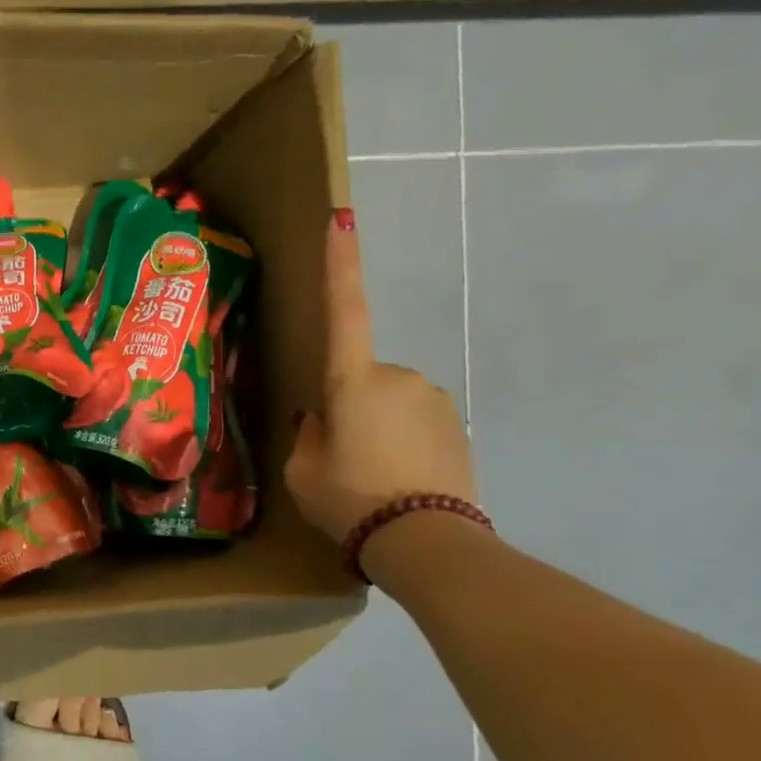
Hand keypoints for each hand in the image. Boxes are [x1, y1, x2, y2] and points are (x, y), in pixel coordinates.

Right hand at [285, 211, 475, 543]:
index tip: (341, 219)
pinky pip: (414, 423)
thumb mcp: (303, 471)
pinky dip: (401, 444)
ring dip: (376, 428)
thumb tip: (323, 420)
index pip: (344, 310)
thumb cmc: (349, 498)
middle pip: (360, 379)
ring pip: (389, 402)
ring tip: (370, 477)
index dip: (340, 265)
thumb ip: (309, 435)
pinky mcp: (457, 425)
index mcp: (352, 381)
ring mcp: (434, 399)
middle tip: (339, 458)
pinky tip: (397, 480)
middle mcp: (398, 376)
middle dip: (348, 407)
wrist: (427, 541)